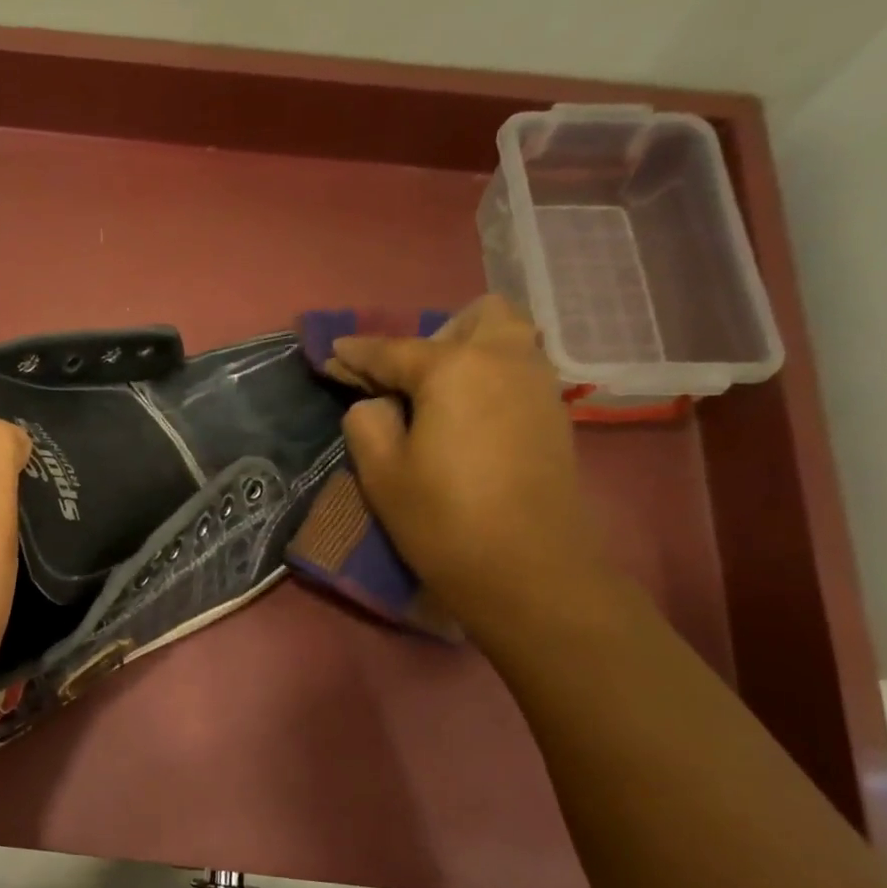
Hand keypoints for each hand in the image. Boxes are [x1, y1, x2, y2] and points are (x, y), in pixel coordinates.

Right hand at [333, 296, 612, 627]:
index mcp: (454, 368)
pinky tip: (467, 418)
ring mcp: (538, 385)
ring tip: (436, 398)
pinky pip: (518, 371)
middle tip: (405, 380)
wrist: (528, 570)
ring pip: (506, 340)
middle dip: (435, 336)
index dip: (356, 353)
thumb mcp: (382, 472)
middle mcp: (504, 359)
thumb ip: (366, 422)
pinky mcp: (554, 414)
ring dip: (468, 353)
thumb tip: (375, 404)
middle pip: (474, 318)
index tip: (332, 355)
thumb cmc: (443, 519)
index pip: (392, 350)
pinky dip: (490, 378)